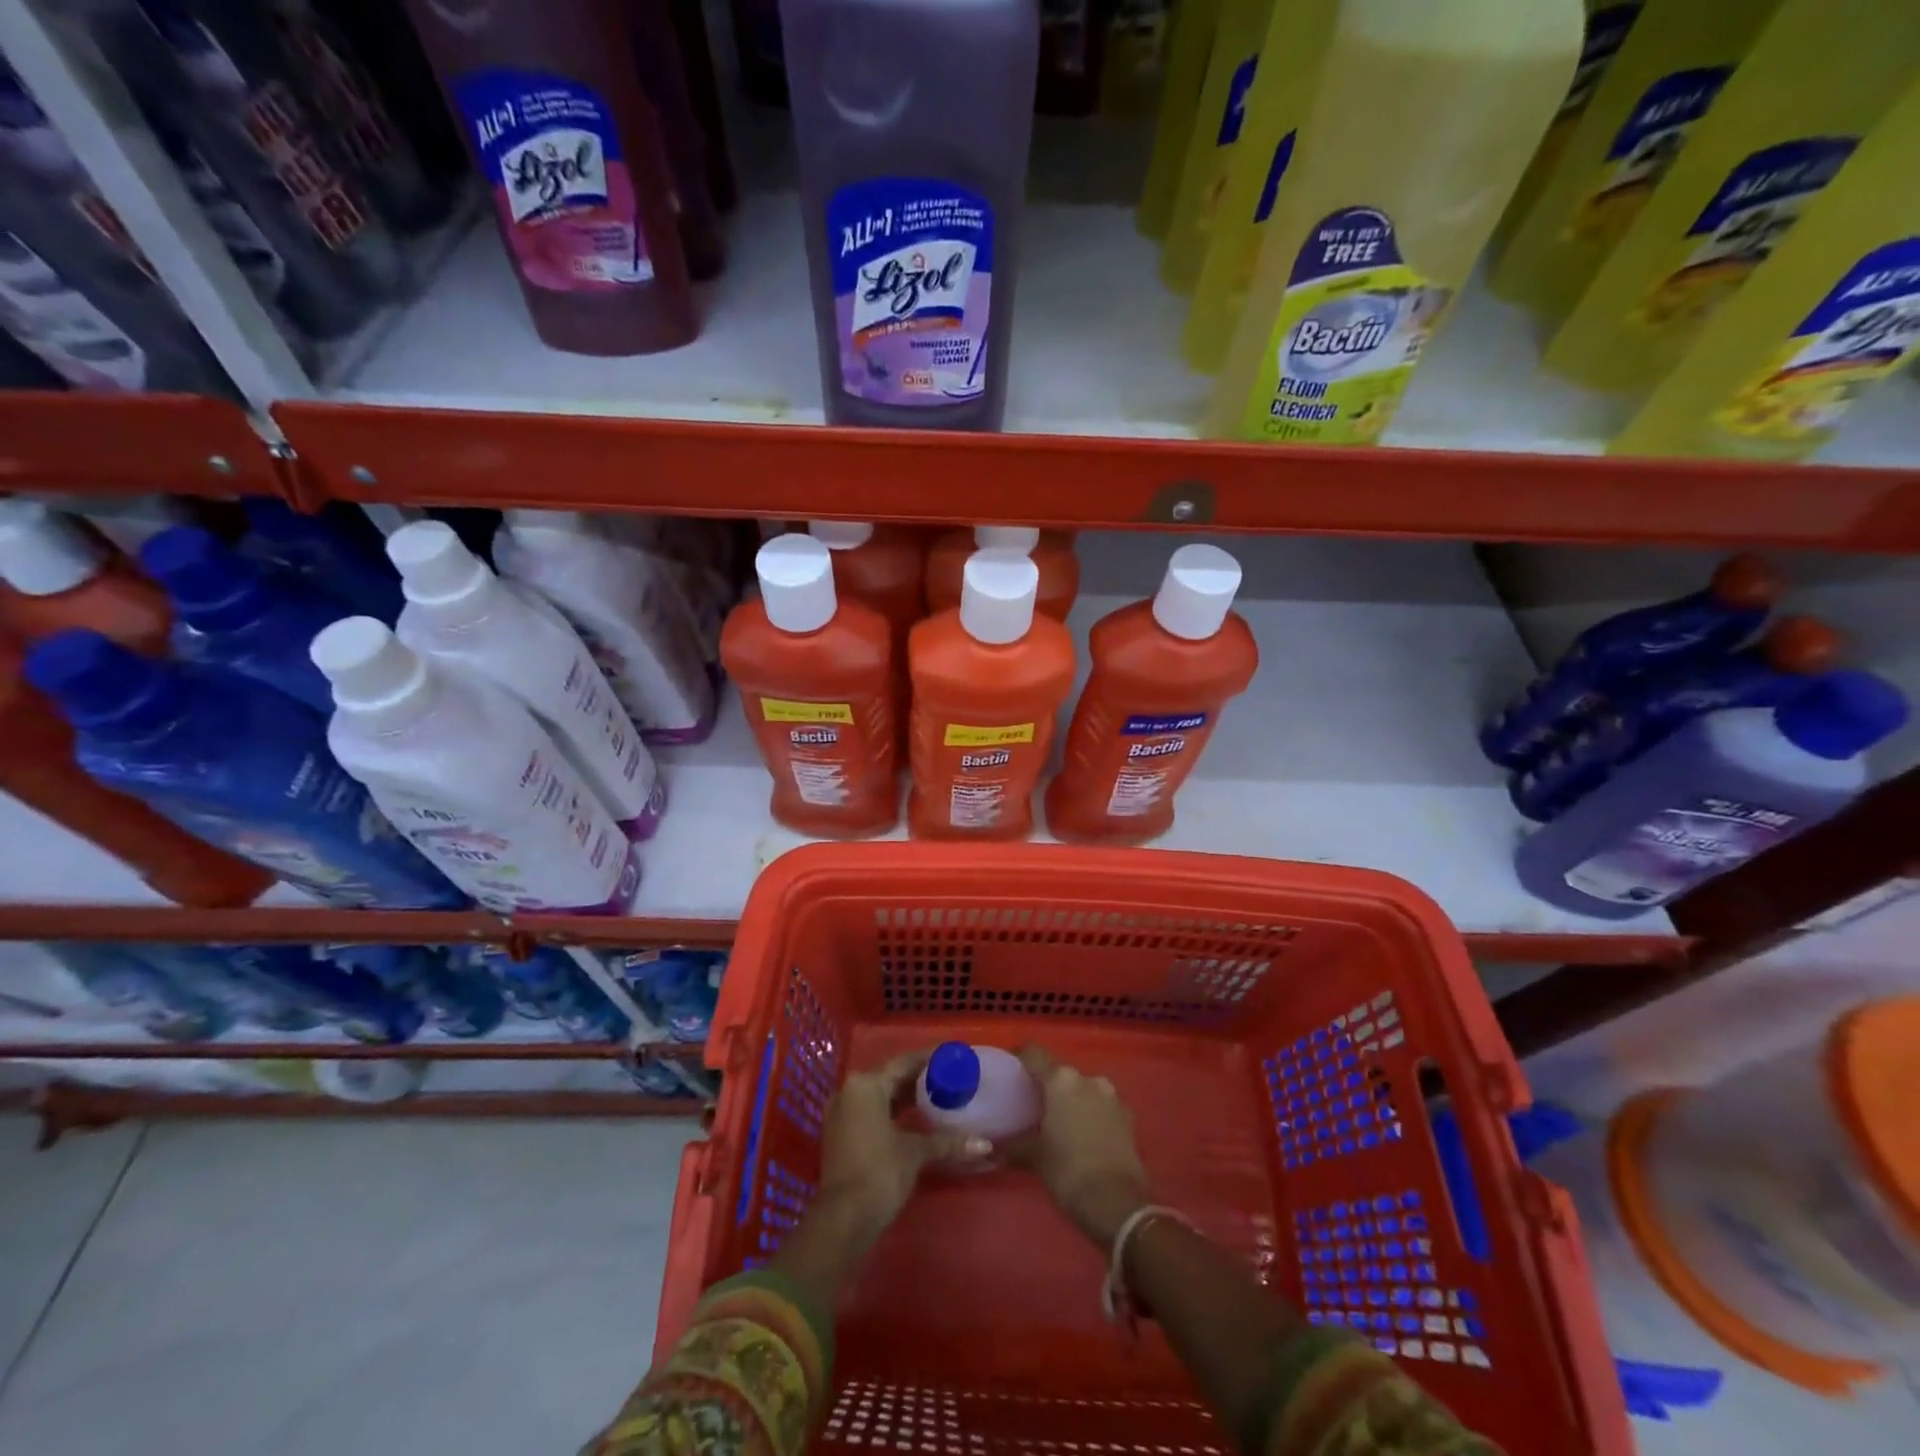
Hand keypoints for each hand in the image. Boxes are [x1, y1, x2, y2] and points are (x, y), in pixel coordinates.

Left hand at [816, 1050, 988, 1236]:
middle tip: (949, 1077)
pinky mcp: (842, 1136)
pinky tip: (916, 1121)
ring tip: (938, 1096)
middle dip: (919, 1079)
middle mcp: (849, 1092)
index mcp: (865, 1084)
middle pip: (890, 1077)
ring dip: (906, 1097)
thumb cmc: (879, 1172)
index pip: (903, 1062)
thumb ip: (948, 1143)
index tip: (951, 1056)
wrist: (843, 1220)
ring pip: (880, 1096)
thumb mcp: (915, 1153)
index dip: (928, 1059)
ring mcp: (842, 1114)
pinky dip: (893, 1113)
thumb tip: (985, 1145)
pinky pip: (872, 1112)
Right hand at [1006, 1046, 1149, 1246]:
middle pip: (1060, 1072)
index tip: (1010, 1066)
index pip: (1034, 1053)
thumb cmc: (1068, 1171)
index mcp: (1061, 1080)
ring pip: (1083, 1088)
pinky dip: (1090, 1114)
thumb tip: (993, 1148)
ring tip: (1058, 1121)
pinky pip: (1101, 1106)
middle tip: (1032, 1103)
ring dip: (1071, 1099)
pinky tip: (1082, 1135)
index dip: (1020, 1056)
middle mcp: (1087, 1079)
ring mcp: (1111, 1096)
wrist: (1118, 1203)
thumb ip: (1014, 1146)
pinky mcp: (1127, 1116)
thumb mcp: (1036, 1158)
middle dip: (1047, 1085)